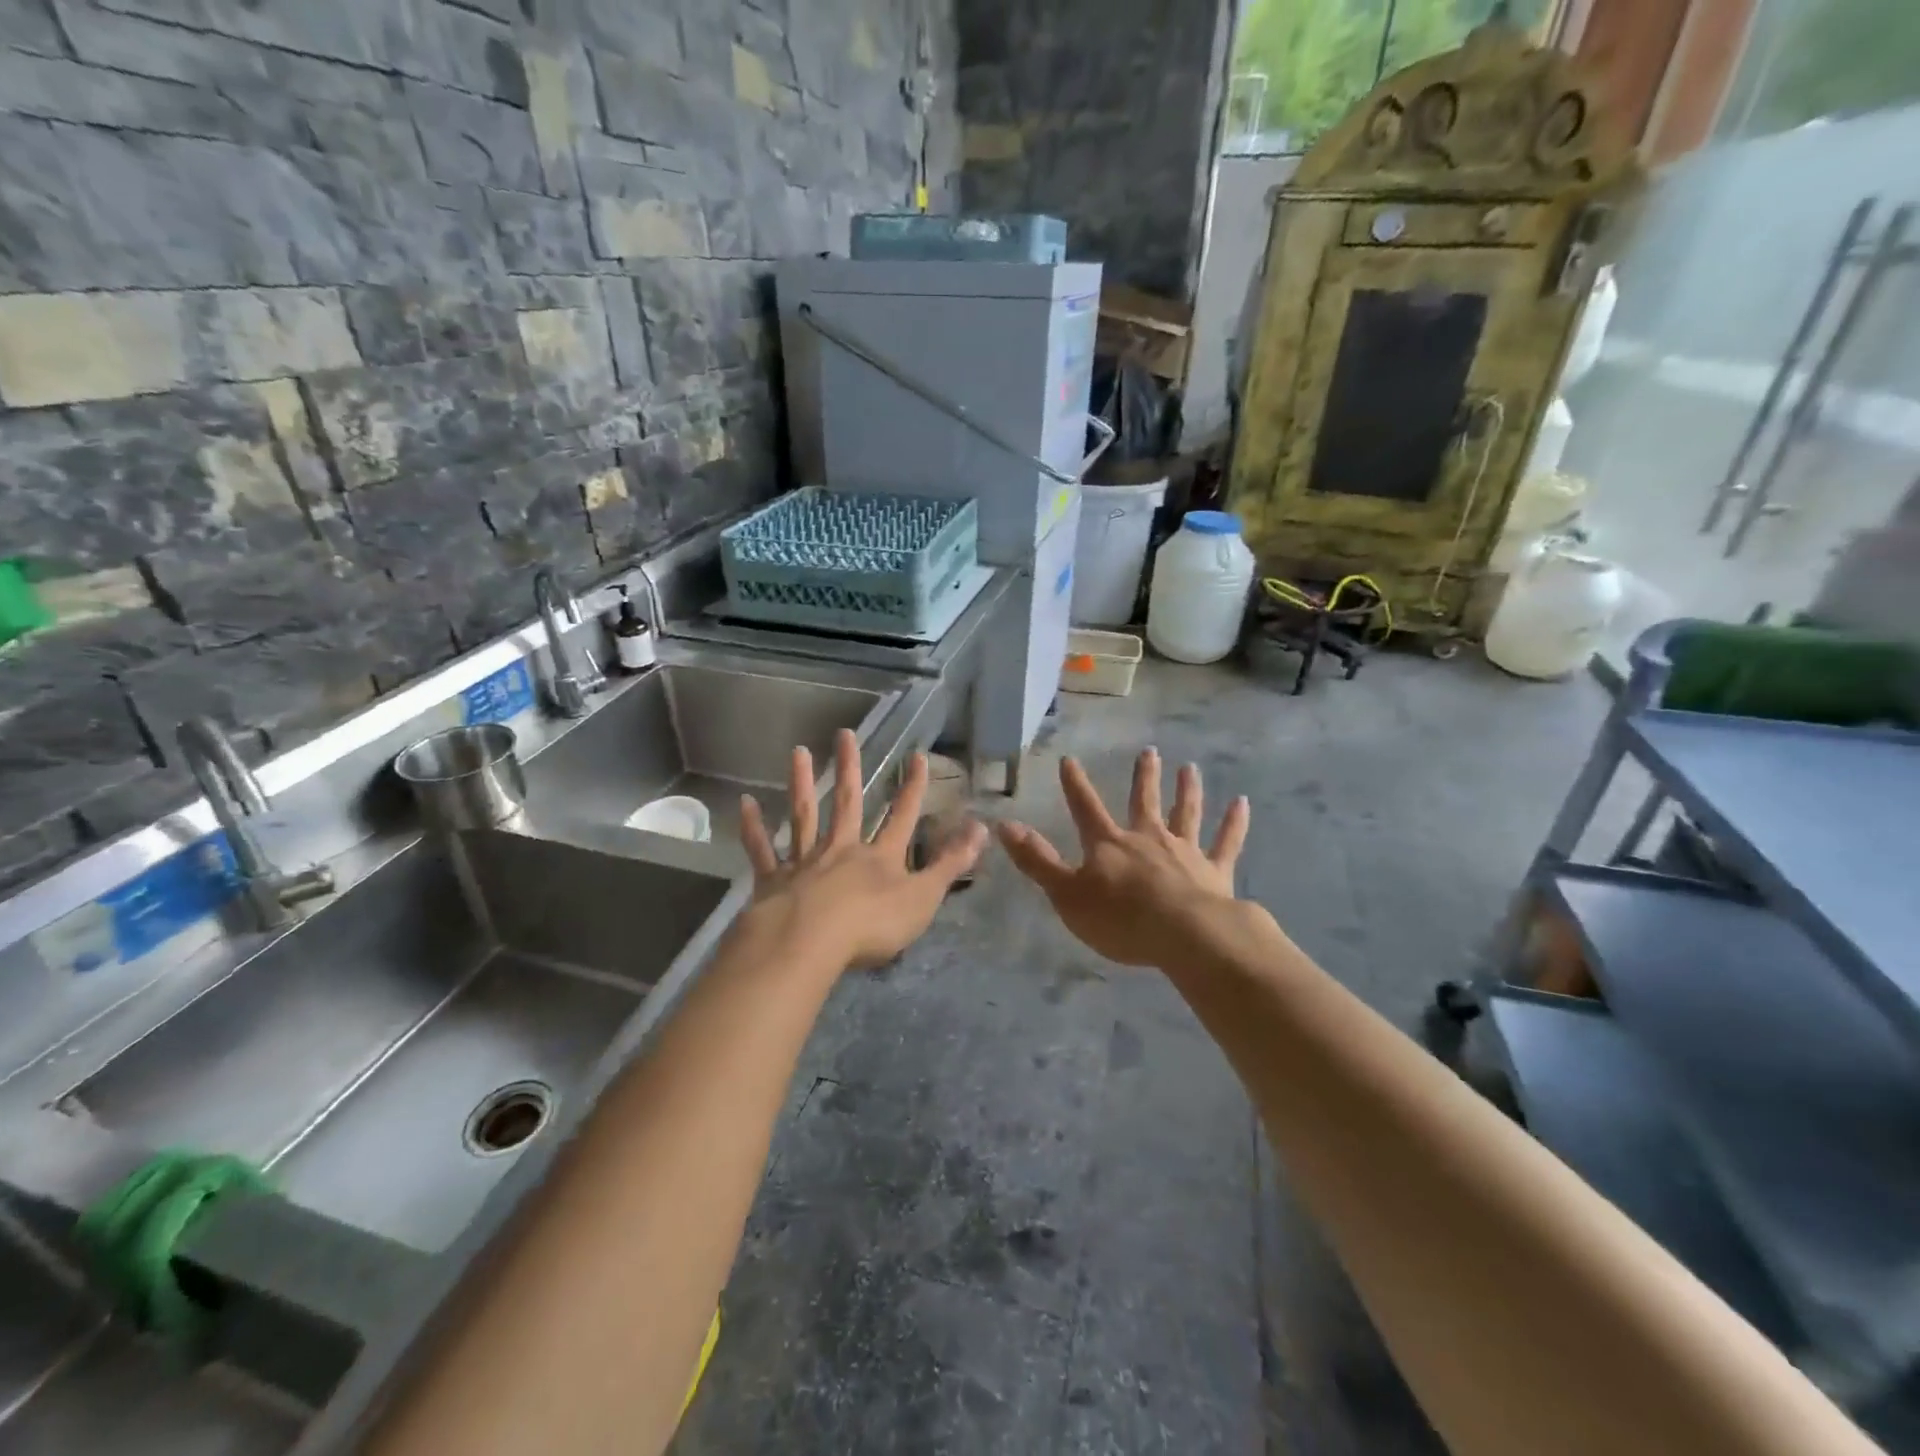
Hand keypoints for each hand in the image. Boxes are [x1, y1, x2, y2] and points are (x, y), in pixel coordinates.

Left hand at [739, 729, 985, 971]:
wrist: (809, 943)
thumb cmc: (871, 925)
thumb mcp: (923, 897)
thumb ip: (950, 863)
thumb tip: (983, 827)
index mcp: (880, 857)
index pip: (902, 817)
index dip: (912, 789)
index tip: (917, 757)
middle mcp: (842, 849)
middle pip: (848, 803)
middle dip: (850, 769)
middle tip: (844, 733)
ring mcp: (805, 861)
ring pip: (804, 815)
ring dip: (802, 783)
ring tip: (798, 751)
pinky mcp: (774, 880)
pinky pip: (763, 850)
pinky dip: (754, 828)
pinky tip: (746, 805)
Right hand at [996, 750, 1250, 968]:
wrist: (1185, 936)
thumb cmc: (1120, 919)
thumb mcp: (1067, 894)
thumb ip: (1037, 861)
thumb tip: (1003, 825)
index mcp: (1110, 844)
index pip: (1086, 807)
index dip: (1075, 784)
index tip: (1070, 759)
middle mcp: (1148, 838)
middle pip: (1144, 801)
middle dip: (1143, 777)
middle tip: (1149, 751)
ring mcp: (1185, 852)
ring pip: (1186, 813)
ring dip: (1187, 790)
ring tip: (1190, 768)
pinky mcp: (1215, 871)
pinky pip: (1226, 842)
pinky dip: (1234, 822)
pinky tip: (1242, 803)